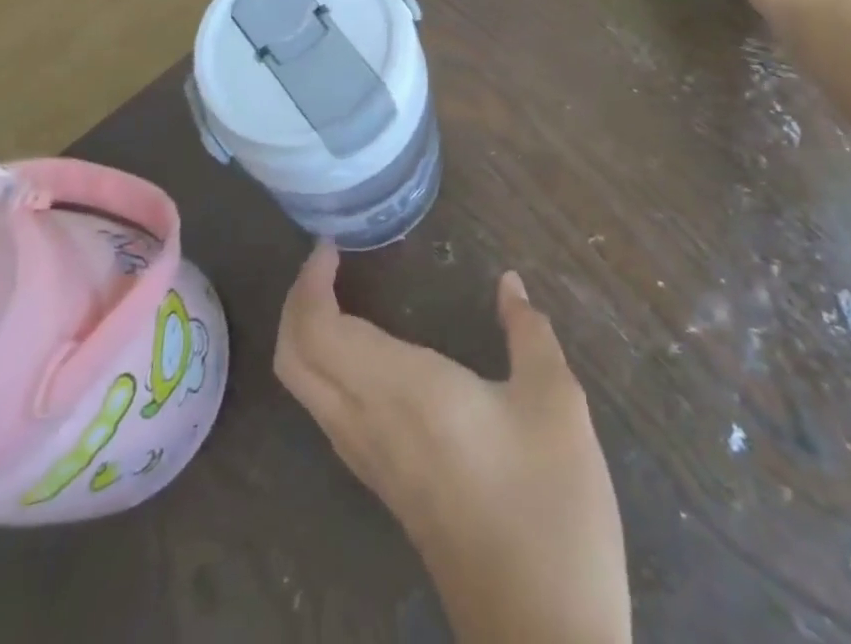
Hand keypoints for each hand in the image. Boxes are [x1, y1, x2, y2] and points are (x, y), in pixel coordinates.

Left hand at [275, 244, 629, 643]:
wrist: (545, 637)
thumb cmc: (550, 507)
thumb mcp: (556, 402)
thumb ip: (528, 331)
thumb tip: (510, 283)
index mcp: (402, 392)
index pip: (319, 332)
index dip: (309, 283)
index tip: (330, 246)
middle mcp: (370, 425)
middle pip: (294, 360)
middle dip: (296, 303)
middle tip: (326, 264)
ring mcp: (372, 464)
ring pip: (306, 390)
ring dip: (306, 336)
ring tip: (341, 294)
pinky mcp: (385, 488)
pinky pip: (329, 415)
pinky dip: (326, 368)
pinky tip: (368, 355)